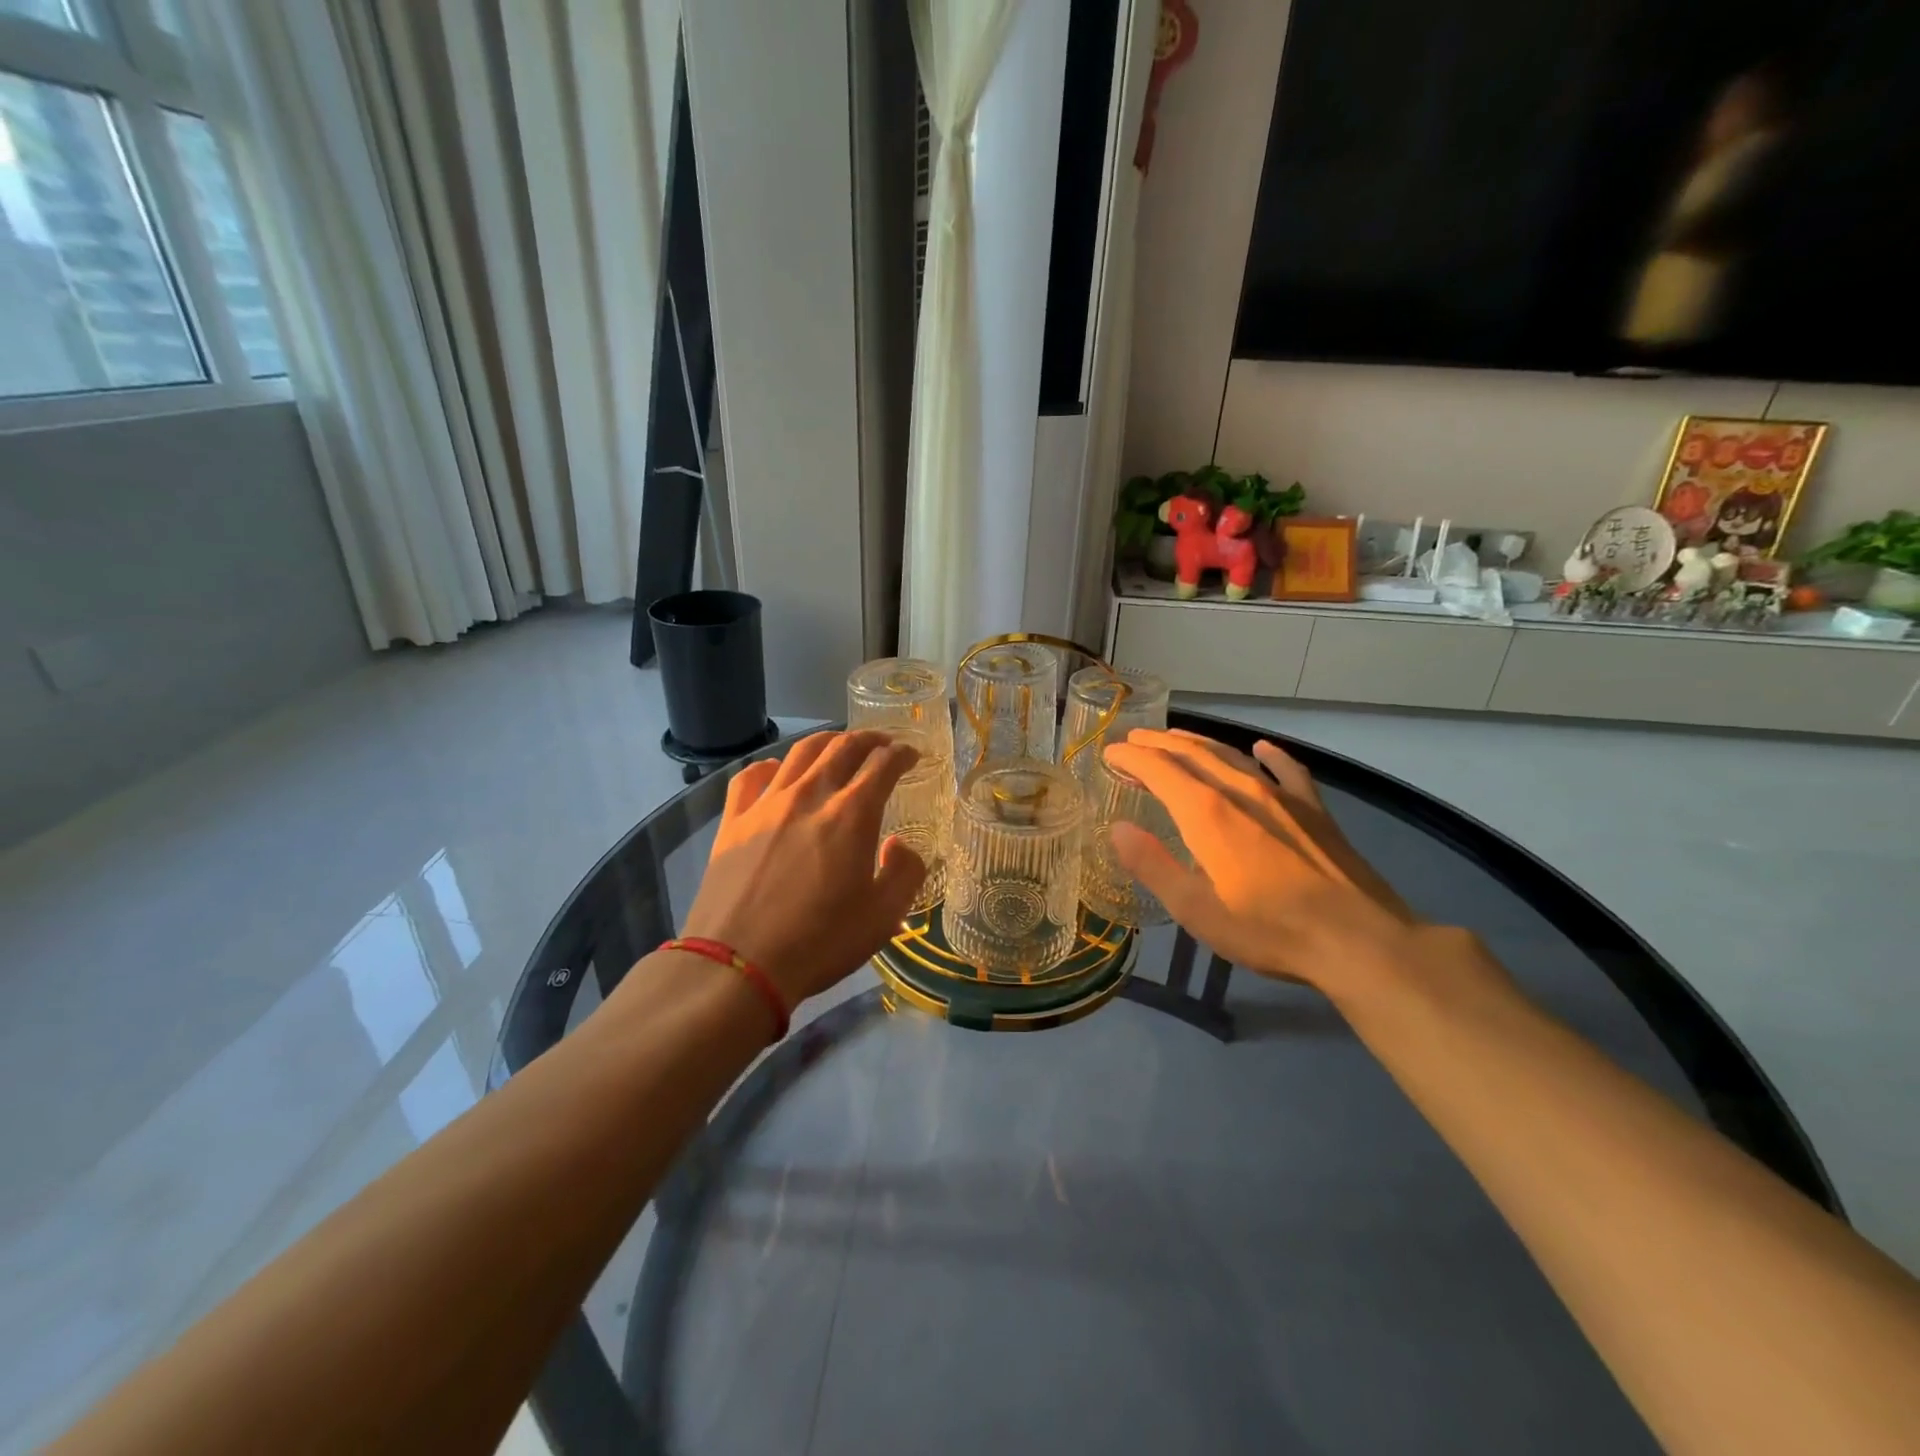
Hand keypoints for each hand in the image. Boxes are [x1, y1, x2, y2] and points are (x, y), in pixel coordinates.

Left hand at [682, 731, 925, 1006]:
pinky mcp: (733, 820)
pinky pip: (751, 776)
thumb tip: (899, 844)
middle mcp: (810, 795)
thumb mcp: (883, 917)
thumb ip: (905, 872)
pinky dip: (772, 765)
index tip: (911, 755)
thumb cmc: (820, 942)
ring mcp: (767, 803)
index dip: (902, 753)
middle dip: (869, 739)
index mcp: (852, 814)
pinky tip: (778, 773)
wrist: (739, 964)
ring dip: (827, 741)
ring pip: (800, 752)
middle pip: (843, 747)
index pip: (883, 764)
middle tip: (882, 744)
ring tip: (838, 746)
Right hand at [1103, 729, 1419, 995]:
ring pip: (1231, 755)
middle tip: (1134, 739)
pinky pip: (1286, 769)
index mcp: (1206, 811)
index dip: (1130, 756)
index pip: (1158, 768)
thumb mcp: (1196, 909)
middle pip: (1192, 752)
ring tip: (1176, 739)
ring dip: (1198, 743)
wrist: (1358, 940)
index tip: (1110, 753)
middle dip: (1158, 742)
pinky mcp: (1314, 810)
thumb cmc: (1267, 929)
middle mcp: (1240, 789)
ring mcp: (1281, 796)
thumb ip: (1153, 865)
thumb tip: (1119, 829)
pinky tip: (1261, 749)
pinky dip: (1268, 755)